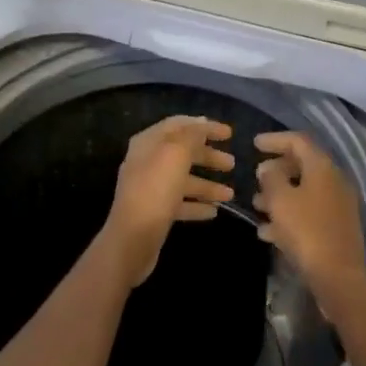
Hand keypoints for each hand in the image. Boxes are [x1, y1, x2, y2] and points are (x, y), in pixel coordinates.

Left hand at [101, 116, 235, 285]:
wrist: (132, 240)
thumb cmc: (155, 190)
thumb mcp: (176, 154)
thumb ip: (192, 135)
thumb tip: (202, 124)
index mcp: (149, 143)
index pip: (180, 125)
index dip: (205, 126)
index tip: (229, 133)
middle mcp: (148, 162)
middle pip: (184, 153)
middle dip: (209, 157)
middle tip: (232, 164)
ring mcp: (150, 188)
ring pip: (184, 180)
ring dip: (208, 185)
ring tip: (230, 194)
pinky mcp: (155, 212)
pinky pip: (181, 203)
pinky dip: (197, 205)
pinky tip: (214, 211)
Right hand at [254, 131, 365, 306]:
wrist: (339, 277)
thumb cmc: (306, 232)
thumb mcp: (281, 201)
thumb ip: (271, 179)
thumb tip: (267, 168)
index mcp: (323, 167)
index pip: (298, 141)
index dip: (275, 139)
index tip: (255, 144)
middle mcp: (334, 180)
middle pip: (303, 165)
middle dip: (277, 170)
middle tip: (256, 178)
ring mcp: (338, 205)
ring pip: (305, 191)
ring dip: (280, 195)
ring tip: (257, 206)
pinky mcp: (337, 228)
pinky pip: (309, 212)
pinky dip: (290, 215)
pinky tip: (268, 232)